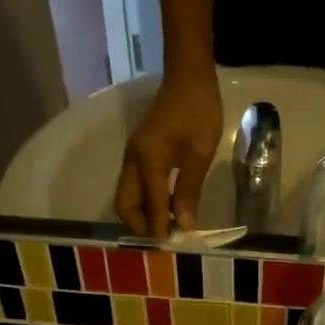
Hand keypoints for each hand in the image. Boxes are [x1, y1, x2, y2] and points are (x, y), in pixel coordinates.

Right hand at [115, 69, 224, 234]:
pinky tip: (166, 207)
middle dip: (140, 226)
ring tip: (167, 227)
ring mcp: (133, 156)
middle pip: (124, 205)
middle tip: (164, 239)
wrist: (188, 76)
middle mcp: (132, 161)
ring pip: (127, 196)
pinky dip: (146, 201)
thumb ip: (189, 191)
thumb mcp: (200, 153)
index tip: (171, 248)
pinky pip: (135, 185)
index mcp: (147, 161)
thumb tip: (184, 225)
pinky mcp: (139, 152)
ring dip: (142, 215)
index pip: (150, 206)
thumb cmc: (198, 111)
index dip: (158, 229)